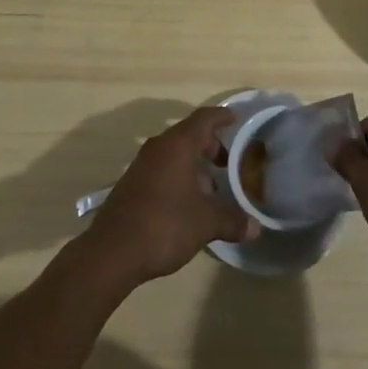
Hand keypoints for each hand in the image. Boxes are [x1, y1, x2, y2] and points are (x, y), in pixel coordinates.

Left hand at [78, 106, 257, 289]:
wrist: (112, 251)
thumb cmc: (164, 225)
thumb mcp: (205, 223)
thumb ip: (232, 220)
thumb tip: (255, 227)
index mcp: (178, 145)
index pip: (203, 118)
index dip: (220, 117)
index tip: (235, 119)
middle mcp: (158, 147)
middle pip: (188, 134)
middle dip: (209, 145)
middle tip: (226, 163)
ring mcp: (142, 165)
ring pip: (174, 154)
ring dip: (193, 165)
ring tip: (210, 190)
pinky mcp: (132, 184)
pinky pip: (162, 169)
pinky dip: (178, 177)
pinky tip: (187, 204)